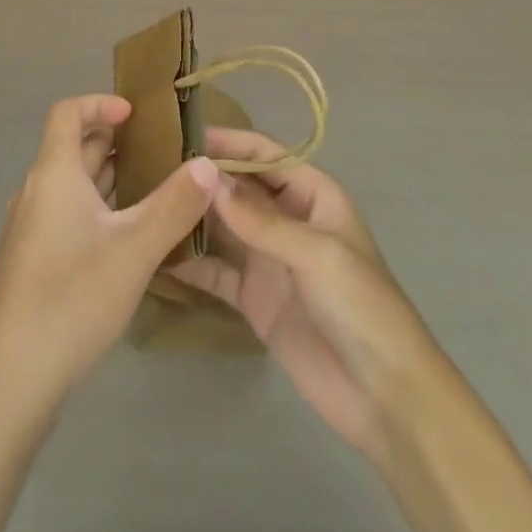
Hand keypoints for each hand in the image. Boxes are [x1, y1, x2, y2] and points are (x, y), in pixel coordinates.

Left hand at [0, 93, 218, 405]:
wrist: (9, 381)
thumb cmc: (71, 299)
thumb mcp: (134, 250)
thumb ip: (174, 204)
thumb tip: (207, 162)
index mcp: (53, 174)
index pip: (67, 112)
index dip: (99, 102)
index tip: (135, 113)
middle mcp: (36, 192)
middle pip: (72, 148)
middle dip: (114, 141)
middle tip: (159, 150)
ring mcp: (29, 229)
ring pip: (71, 185)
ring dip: (108, 177)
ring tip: (152, 188)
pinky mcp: (31, 262)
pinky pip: (66, 214)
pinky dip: (96, 208)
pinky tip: (125, 239)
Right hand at [170, 127, 448, 465]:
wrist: (384, 397)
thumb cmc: (360, 306)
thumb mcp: (315, 253)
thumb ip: (259, 219)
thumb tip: (207, 180)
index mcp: (312, 194)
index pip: (264, 154)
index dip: (229, 142)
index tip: (183, 135)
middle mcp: (287, 218)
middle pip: (239, 187)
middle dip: (203, 178)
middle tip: (151, 168)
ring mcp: (268, 258)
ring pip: (223, 225)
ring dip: (193, 216)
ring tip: (147, 203)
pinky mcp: (254, 298)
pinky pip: (217, 272)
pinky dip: (191, 264)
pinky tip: (157, 255)